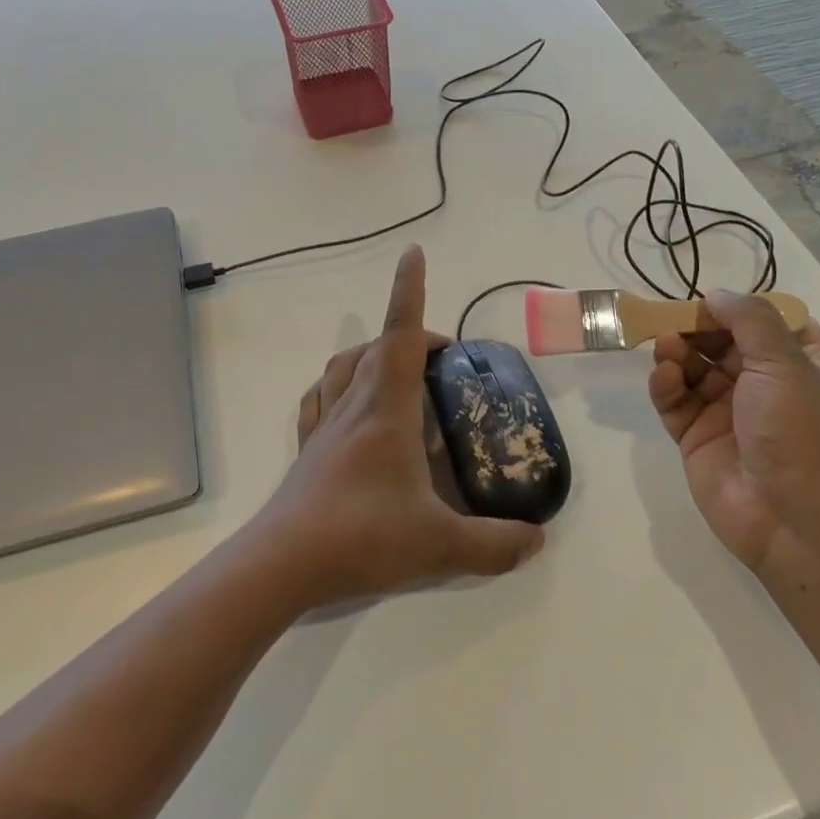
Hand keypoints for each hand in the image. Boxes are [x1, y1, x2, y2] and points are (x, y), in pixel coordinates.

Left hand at [251, 245, 545, 608]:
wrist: (282, 564)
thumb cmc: (363, 538)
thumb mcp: (441, 547)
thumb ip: (494, 545)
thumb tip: (538, 540)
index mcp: (387, 409)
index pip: (401, 334)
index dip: (408, 290)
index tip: (412, 254)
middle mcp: (354, 405)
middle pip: (378, 347)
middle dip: (412, 335)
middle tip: (443, 357)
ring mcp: (325, 426)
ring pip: (344, 366)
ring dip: (372, 353)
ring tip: (398, 369)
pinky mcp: (307, 449)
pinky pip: (319, 398)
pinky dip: (337, 384)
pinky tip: (347, 401)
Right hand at [648, 291, 819, 596]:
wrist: (795, 524)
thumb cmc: (801, 435)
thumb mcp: (786, 365)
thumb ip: (749, 320)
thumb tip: (716, 294)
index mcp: (801, 368)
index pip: (771, 325)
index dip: (743, 310)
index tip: (716, 300)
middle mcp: (764, 387)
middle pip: (723, 342)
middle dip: (699, 327)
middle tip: (675, 318)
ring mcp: (728, 413)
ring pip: (694, 368)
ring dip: (679, 352)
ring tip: (667, 347)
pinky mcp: (697, 437)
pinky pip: (674, 400)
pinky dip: (666, 384)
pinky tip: (665, 376)